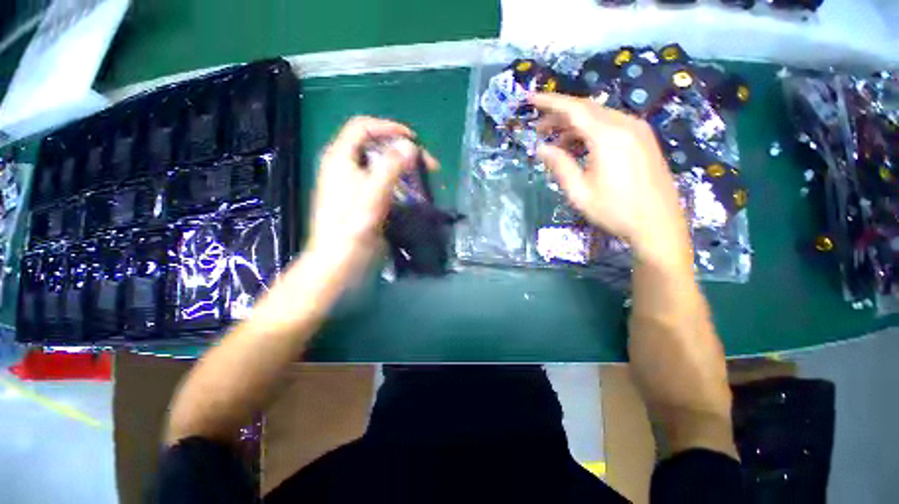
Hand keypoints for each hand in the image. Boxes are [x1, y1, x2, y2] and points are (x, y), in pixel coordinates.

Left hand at [306, 116, 436, 274]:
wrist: (339, 262)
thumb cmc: (352, 227)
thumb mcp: (372, 193)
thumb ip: (390, 167)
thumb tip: (410, 146)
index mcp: (340, 158)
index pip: (362, 127)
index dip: (388, 127)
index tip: (414, 140)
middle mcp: (346, 168)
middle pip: (375, 147)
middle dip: (403, 151)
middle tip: (428, 165)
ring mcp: (354, 186)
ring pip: (381, 167)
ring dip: (404, 169)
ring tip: (425, 179)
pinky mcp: (363, 202)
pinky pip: (383, 184)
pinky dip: (400, 185)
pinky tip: (414, 194)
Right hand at [531, 93, 690, 263]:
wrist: (658, 224)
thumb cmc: (615, 210)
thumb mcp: (579, 192)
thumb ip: (560, 165)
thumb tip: (541, 148)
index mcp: (608, 136)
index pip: (573, 109)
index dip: (550, 102)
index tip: (530, 98)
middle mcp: (625, 125)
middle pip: (587, 109)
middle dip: (559, 116)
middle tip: (539, 129)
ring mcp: (638, 130)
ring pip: (599, 116)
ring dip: (574, 125)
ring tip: (555, 142)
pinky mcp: (643, 139)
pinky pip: (611, 125)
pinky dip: (591, 131)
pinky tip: (579, 146)